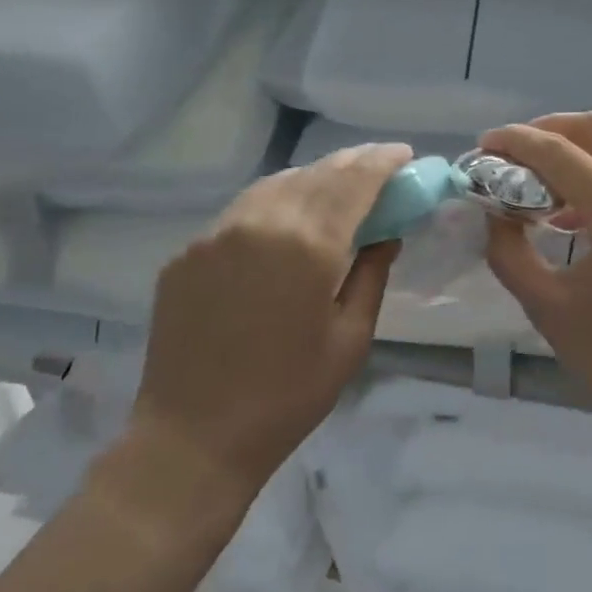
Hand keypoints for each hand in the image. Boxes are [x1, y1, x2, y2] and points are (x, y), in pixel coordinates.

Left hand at [122, 142, 413, 509]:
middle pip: (316, 173)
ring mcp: (216, 233)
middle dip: (352, 164)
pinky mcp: (188, 250)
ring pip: (275, 184)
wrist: (192, 437)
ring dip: (312, 178)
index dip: (382, 162)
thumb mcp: (350, 337)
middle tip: (377, 165)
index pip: (354, 181)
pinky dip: (274, 204)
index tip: (403, 154)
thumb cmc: (288, 396)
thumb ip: (372, 273)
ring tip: (335, 188)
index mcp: (307, 244)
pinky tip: (284, 222)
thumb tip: (386, 233)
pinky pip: (241, 211)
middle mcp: (260, 222)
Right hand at [481, 113, 591, 440]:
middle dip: (547, 129)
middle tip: (512, 153)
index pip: (559, 152)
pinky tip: (573, 209)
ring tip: (540, 179)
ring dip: (577, 148)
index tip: (483, 146)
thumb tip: (494, 214)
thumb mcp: (548, 308)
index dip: (515, 142)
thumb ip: (510, 253)